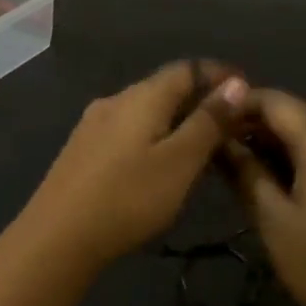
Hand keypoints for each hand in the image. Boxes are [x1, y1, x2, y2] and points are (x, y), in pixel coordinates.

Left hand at [20, 62, 248, 269]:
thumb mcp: (179, 162)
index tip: (248, 91)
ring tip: (202, 145)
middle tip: (231, 124)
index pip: (187, 68)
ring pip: (145, 110)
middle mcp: (115, 100)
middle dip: (199, 98)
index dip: (219, 75)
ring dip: (176, 119)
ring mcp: (93, 125)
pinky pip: (128, 130)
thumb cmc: (128, 197)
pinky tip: (159, 162)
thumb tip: (236, 83)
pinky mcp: (82, 150)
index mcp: (142, 96)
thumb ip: (208, 122)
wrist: (57, 237)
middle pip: (164, 87)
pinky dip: (153, 135)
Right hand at [226, 89, 305, 305]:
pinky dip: (299, 156)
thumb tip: (218, 140)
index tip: (207, 121)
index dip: (239, 104)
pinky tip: (274, 177)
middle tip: (216, 146)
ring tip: (238, 163)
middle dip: (255, 124)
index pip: (276, 101)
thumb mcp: (273, 219)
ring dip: (276, 141)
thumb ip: (245, 171)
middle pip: (296, 114)